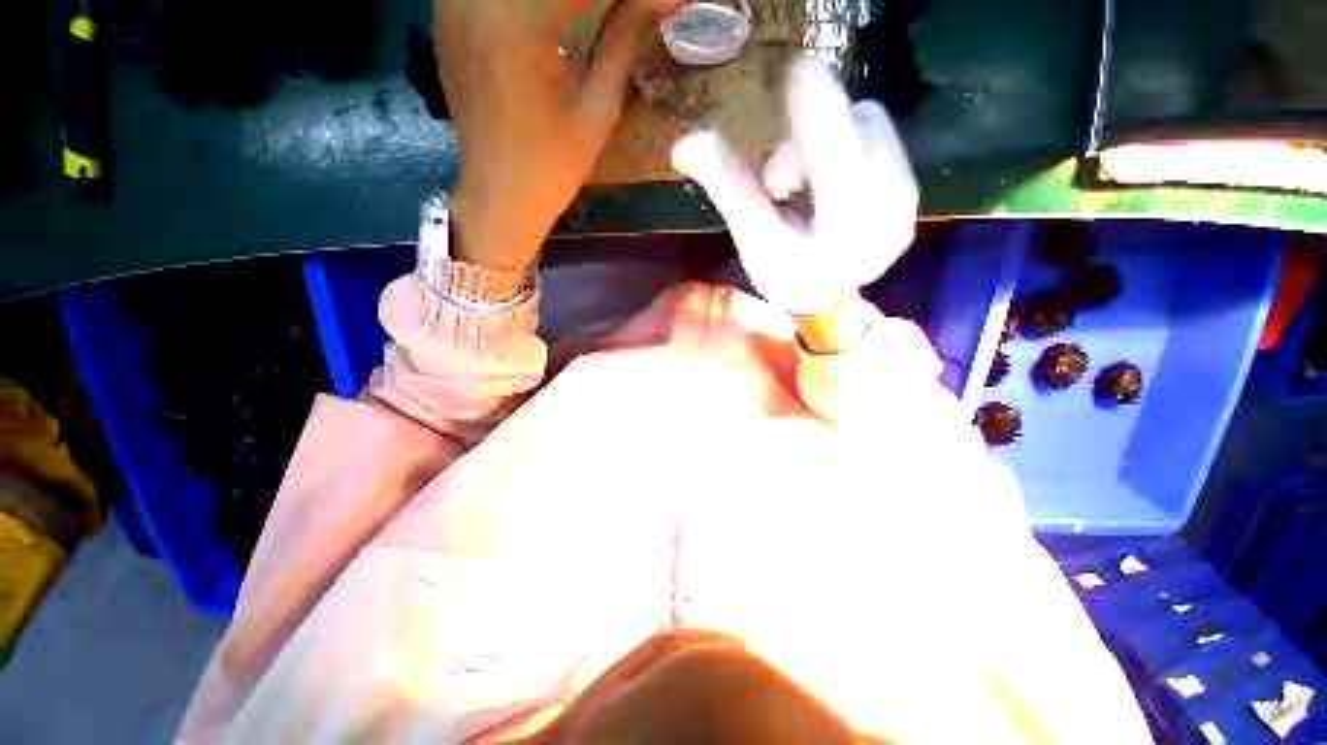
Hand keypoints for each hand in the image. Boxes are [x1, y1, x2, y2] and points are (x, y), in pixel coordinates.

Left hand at [437, 0, 680, 270]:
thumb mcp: (598, 108)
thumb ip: (623, 39)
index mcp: (519, 22)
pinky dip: (529, 0)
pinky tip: (551, 18)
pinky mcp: (448, 14)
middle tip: (623, 12)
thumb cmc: (554, 167)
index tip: (656, 3)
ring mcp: (454, 2)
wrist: (499, 196)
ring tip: (589, 17)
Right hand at [671, 58, 918, 315]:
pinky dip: (847, 149)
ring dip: (828, 143)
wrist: (829, 307)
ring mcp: (906, 197)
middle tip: (782, 185)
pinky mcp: (910, 193)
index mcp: (845, 222)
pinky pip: (879, 140)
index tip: (793, 73)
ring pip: (870, 126)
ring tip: (804, 189)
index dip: (813, 99)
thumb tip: (684, 145)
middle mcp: (889, 203)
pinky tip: (829, 187)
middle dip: (809, 140)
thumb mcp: (753, 239)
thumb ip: (727, 187)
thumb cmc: (788, 278)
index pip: (833, 142)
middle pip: (854, 122)